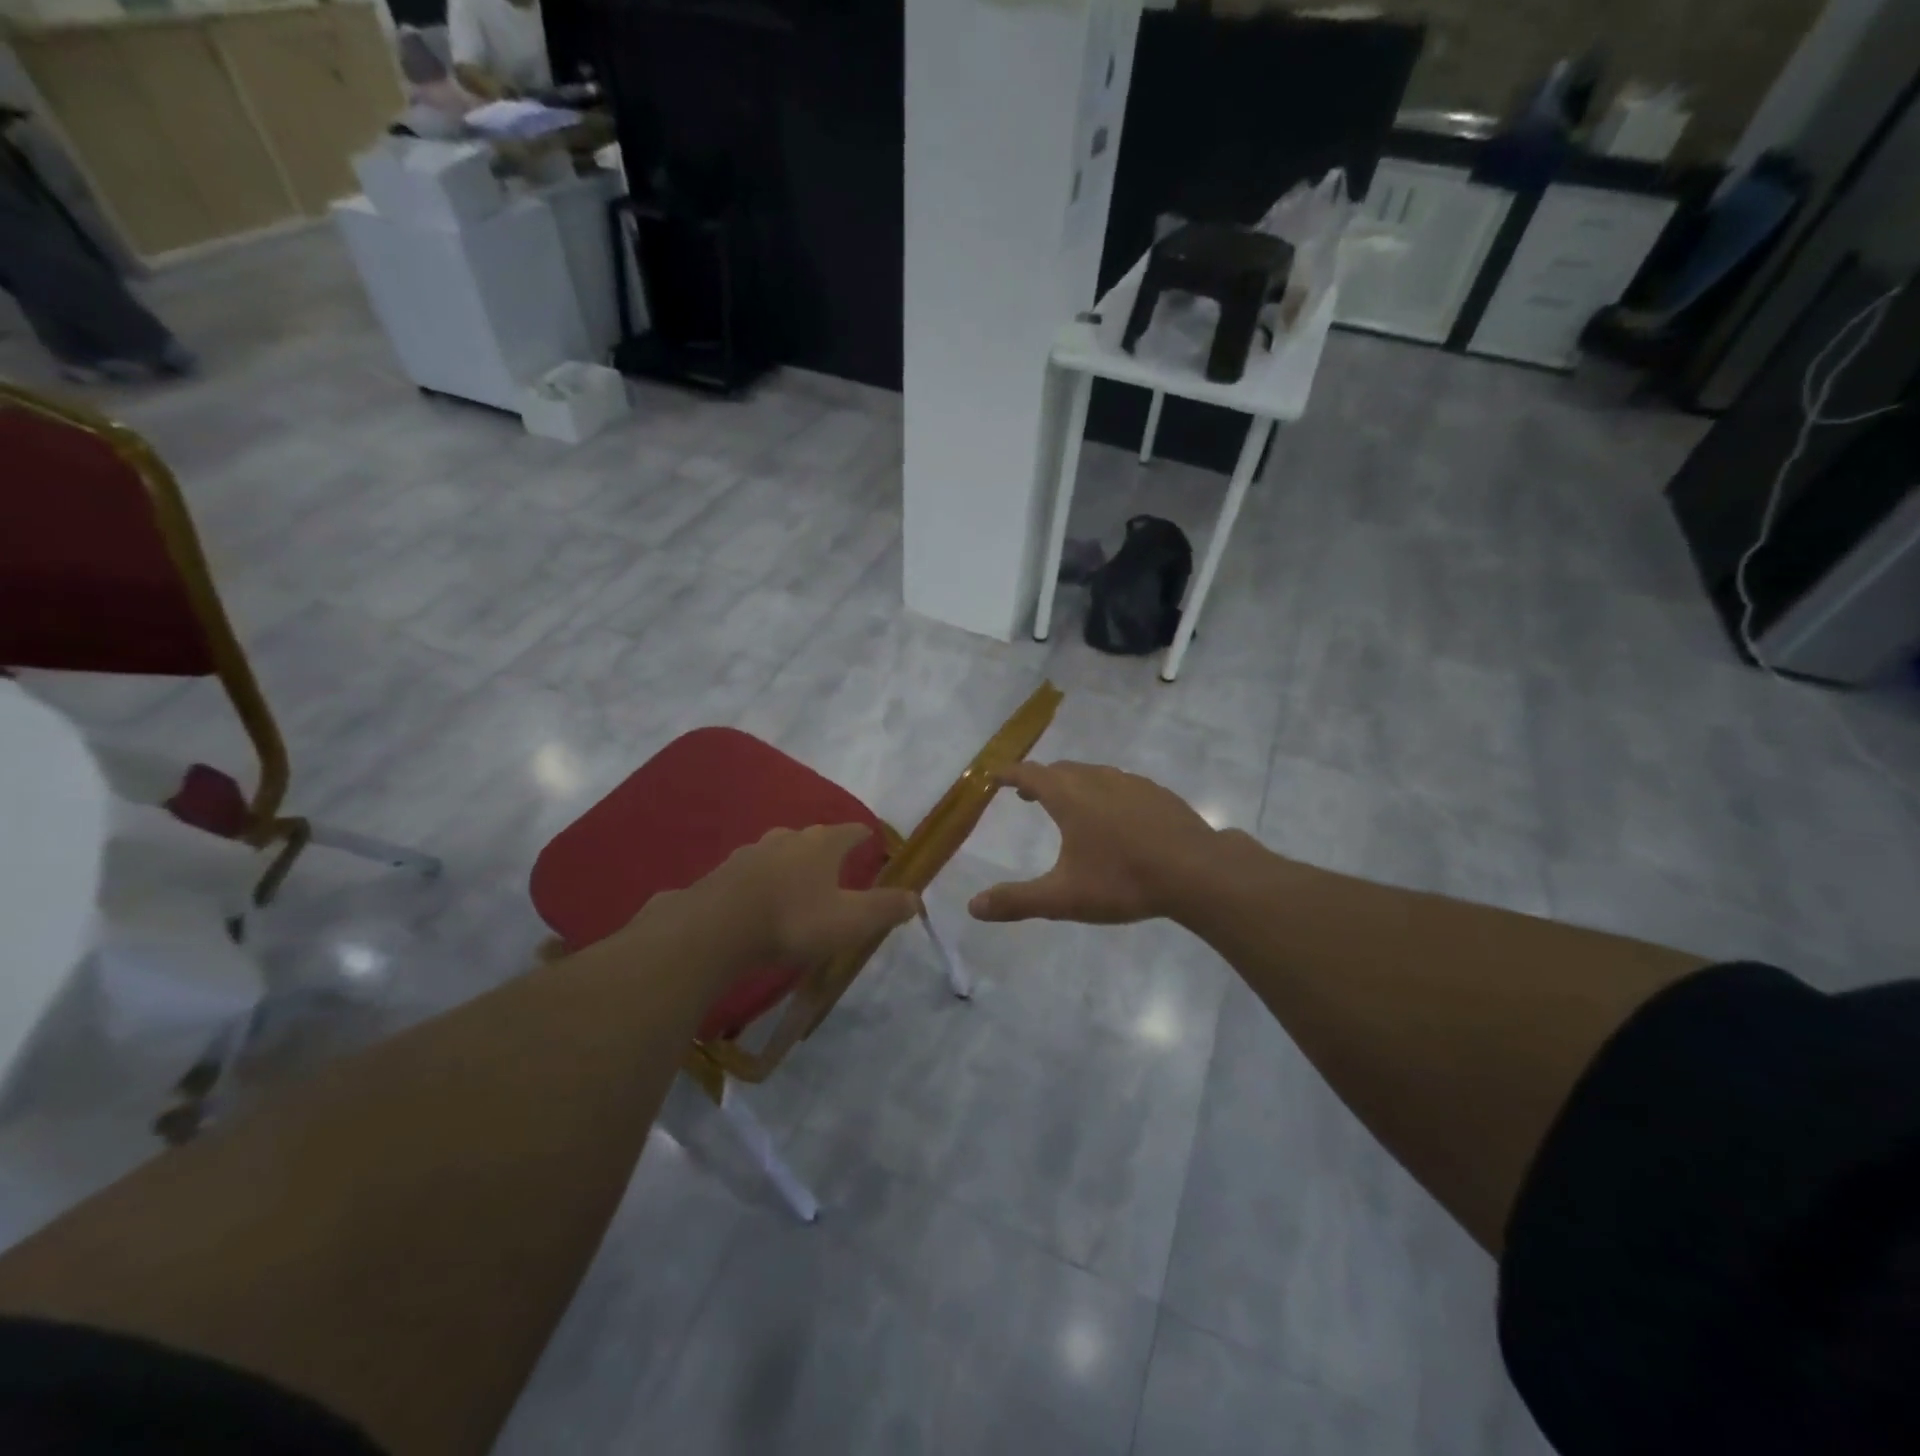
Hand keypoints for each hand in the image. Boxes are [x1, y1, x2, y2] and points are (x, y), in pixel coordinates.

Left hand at [704, 824, 919, 965]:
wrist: (716, 928)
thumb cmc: (793, 920)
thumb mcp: (849, 921)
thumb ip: (884, 909)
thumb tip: (916, 898)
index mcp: (822, 844)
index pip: (851, 831)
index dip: (864, 837)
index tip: (872, 842)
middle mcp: (788, 838)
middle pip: (814, 837)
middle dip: (827, 849)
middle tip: (836, 867)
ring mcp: (753, 852)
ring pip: (781, 851)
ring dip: (793, 863)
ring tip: (799, 883)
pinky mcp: (725, 871)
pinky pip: (754, 871)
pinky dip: (764, 880)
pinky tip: (762, 898)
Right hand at [968, 762, 1221, 924]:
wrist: (1197, 872)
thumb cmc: (1123, 880)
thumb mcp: (1063, 898)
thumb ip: (1017, 901)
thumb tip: (973, 907)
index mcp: (1069, 797)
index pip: (1029, 774)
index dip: (1009, 774)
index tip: (994, 775)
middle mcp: (1097, 780)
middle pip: (1060, 770)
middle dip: (1039, 779)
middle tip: (1026, 795)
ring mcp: (1131, 784)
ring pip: (1092, 774)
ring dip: (1073, 783)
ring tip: (1069, 803)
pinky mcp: (1158, 794)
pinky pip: (1120, 784)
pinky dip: (1104, 791)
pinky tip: (1116, 815)